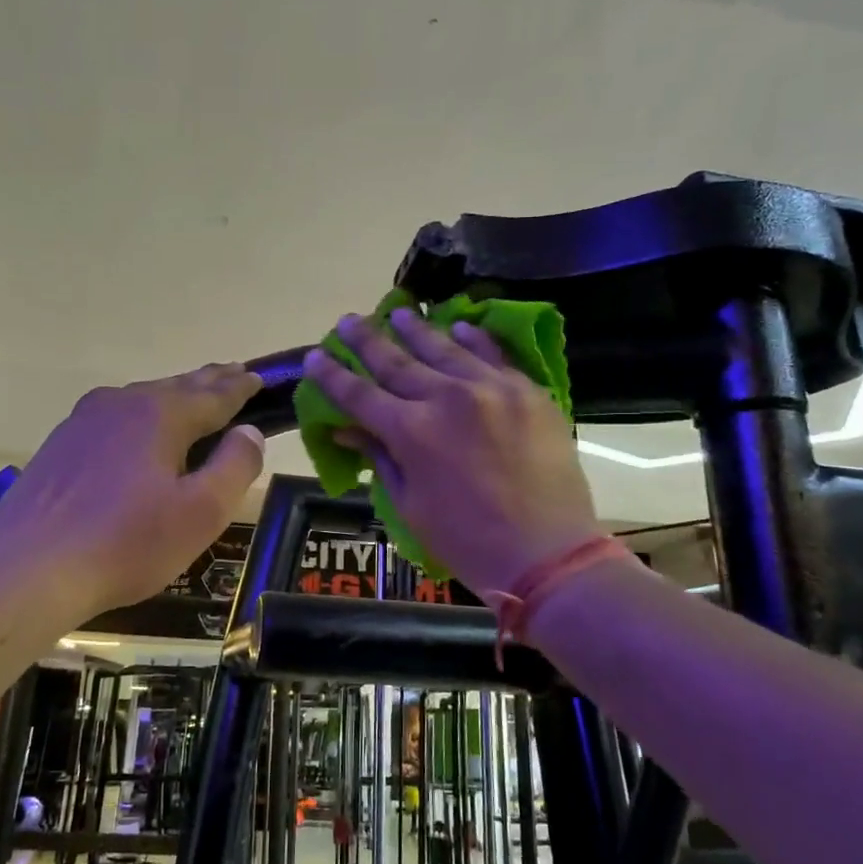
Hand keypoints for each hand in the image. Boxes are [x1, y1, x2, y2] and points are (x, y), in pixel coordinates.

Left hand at [0, 364, 265, 617]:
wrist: (29, 569)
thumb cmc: (127, 543)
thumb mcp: (201, 512)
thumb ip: (235, 466)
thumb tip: (249, 432)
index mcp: (160, 414)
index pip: (214, 395)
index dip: (241, 388)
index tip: (261, 378)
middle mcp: (121, 404)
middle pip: (177, 387)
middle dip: (209, 382)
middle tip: (235, 373)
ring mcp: (84, 422)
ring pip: (142, 400)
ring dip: (174, 396)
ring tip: (194, 398)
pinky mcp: (60, 445)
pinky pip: (115, 419)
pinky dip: (141, 417)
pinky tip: (138, 432)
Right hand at [304, 306, 599, 595]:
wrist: (547, 552)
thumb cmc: (467, 540)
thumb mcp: (410, 505)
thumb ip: (381, 458)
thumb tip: (347, 431)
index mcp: (411, 431)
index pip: (359, 394)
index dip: (332, 375)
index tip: (315, 355)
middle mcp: (446, 397)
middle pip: (397, 361)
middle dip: (367, 340)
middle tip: (349, 320)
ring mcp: (491, 388)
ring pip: (444, 348)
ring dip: (416, 329)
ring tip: (399, 311)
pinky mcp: (527, 391)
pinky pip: (494, 354)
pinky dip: (473, 338)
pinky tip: (458, 325)